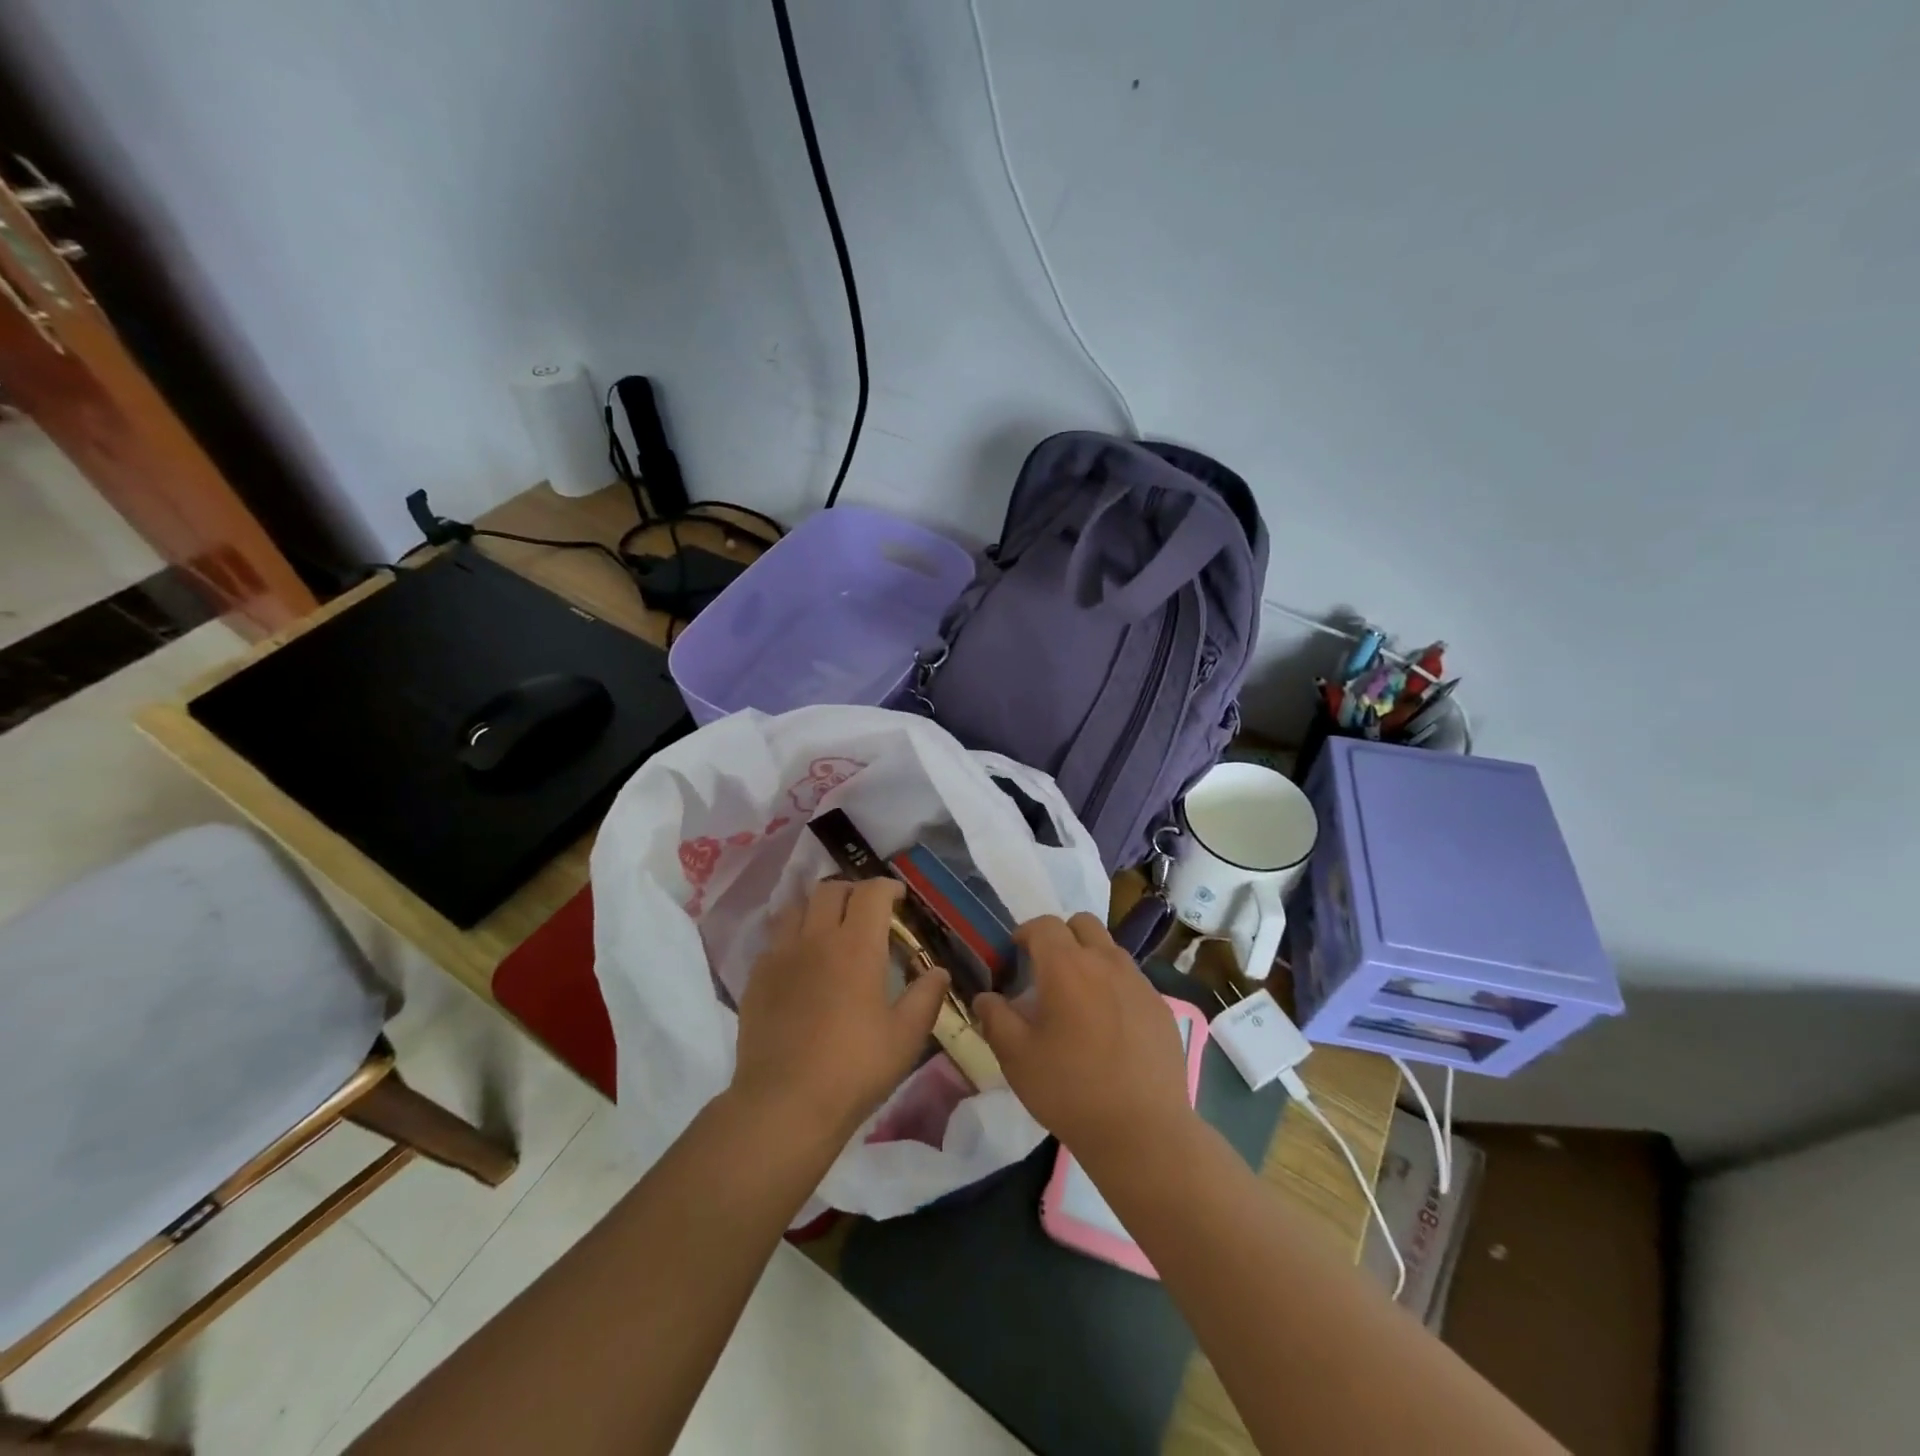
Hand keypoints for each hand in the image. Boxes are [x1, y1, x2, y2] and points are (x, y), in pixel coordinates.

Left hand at [730, 878, 950, 1145]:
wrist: (784, 1104)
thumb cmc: (854, 1069)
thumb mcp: (906, 1037)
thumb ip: (926, 997)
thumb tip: (939, 971)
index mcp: (857, 946)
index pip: (871, 893)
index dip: (887, 888)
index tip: (898, 898)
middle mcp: (816, 938)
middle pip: (830, 890)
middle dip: (852, 891)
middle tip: (866, 910)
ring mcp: (780, 955)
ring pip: (796, 907)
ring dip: (818, 907)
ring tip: (830, 927)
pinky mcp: (755, 978)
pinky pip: (775, 939)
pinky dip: (792, 936)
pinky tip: (801, 961)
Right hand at [974, 913, 1194, 1164]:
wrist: (1143, 1131)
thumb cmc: (1070, 1090)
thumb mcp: (1016, 1057)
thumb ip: (995, 1018)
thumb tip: (986, 997)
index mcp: (1066, 966)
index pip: (1043, 925)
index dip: (1025, 934)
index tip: (1015, 955)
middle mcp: (1105, 962)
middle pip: (1082, 924)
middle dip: (1061, 936)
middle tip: (1046, 971)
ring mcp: (1139, 982)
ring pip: (1110, 949)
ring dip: (1090, 958)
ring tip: (1078, 999)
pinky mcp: (1161, 1006)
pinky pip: (1132, 979)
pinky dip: (1114, 986)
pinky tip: (1109, 1026)